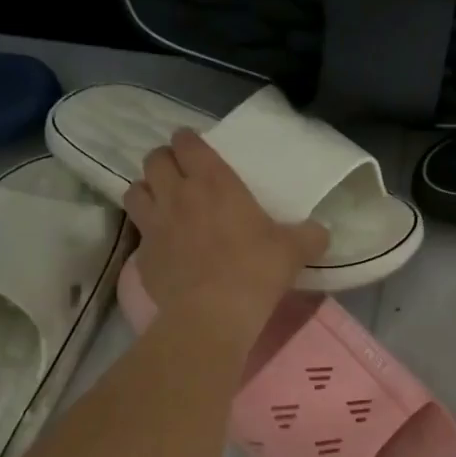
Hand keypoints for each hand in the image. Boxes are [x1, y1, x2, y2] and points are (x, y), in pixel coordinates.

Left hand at [123, 129, 328, 335]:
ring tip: (162, 202)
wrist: (212, 314)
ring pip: (135, 190)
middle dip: (164, 161)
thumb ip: (309, 236)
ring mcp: (154, 224)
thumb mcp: (294, 251)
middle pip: (154, 160)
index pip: (187, 143)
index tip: (196, 149)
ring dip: (147, 191)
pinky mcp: (142, 255)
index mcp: (213, 181)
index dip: (189, 141)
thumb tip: (321, 232)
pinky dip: (147, 233)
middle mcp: (177, 194)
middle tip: (180, 174)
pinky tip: (163, 246)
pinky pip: (138, 232)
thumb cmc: (255, 271)